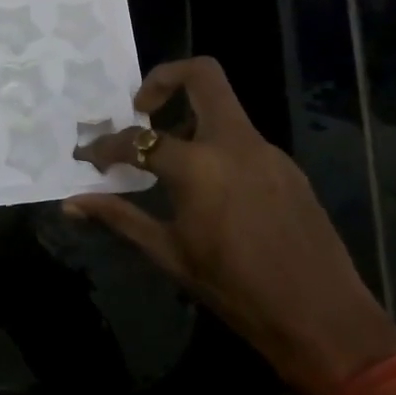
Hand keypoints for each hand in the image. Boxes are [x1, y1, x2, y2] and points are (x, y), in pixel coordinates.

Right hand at [68, 57, 395, 394]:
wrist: (323, 319)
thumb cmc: (236, 290)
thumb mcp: (169, 254)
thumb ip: (119, 218)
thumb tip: (71, 204)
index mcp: (199, 166)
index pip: (138, 139)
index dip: (105, 147)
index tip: (89, 158)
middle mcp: (235, 143)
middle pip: (202, 75)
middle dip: (163, 79)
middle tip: (141, 109)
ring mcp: (268, 152)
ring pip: (224, 108)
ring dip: (190, 117)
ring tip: (168, 157)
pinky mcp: (287, 168)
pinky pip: (242, 140)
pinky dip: (215, 147)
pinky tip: (209, 189)